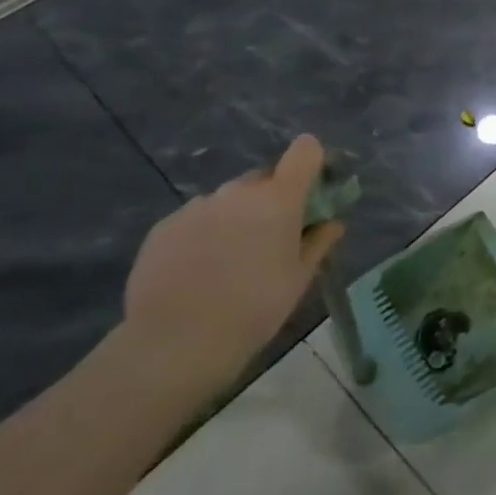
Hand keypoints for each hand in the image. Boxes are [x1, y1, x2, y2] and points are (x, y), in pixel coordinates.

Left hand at [121, 135, 344, 396]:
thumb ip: (318, 243)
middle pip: (264, 178)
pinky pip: (196, 219)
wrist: (174, 343)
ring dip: (236, 217)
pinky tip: (198, 271)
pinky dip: (204, 233)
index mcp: (278, 199)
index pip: (304, 151)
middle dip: (272, 199)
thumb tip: (332, 223)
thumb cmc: (254, 308)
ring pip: (228, 200)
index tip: (314, 186)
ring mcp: (197, 207)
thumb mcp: (299, 279)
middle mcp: (237, 192)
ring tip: (230, 260)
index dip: (312, 161)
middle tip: (271, 238)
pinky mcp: (163, 227)